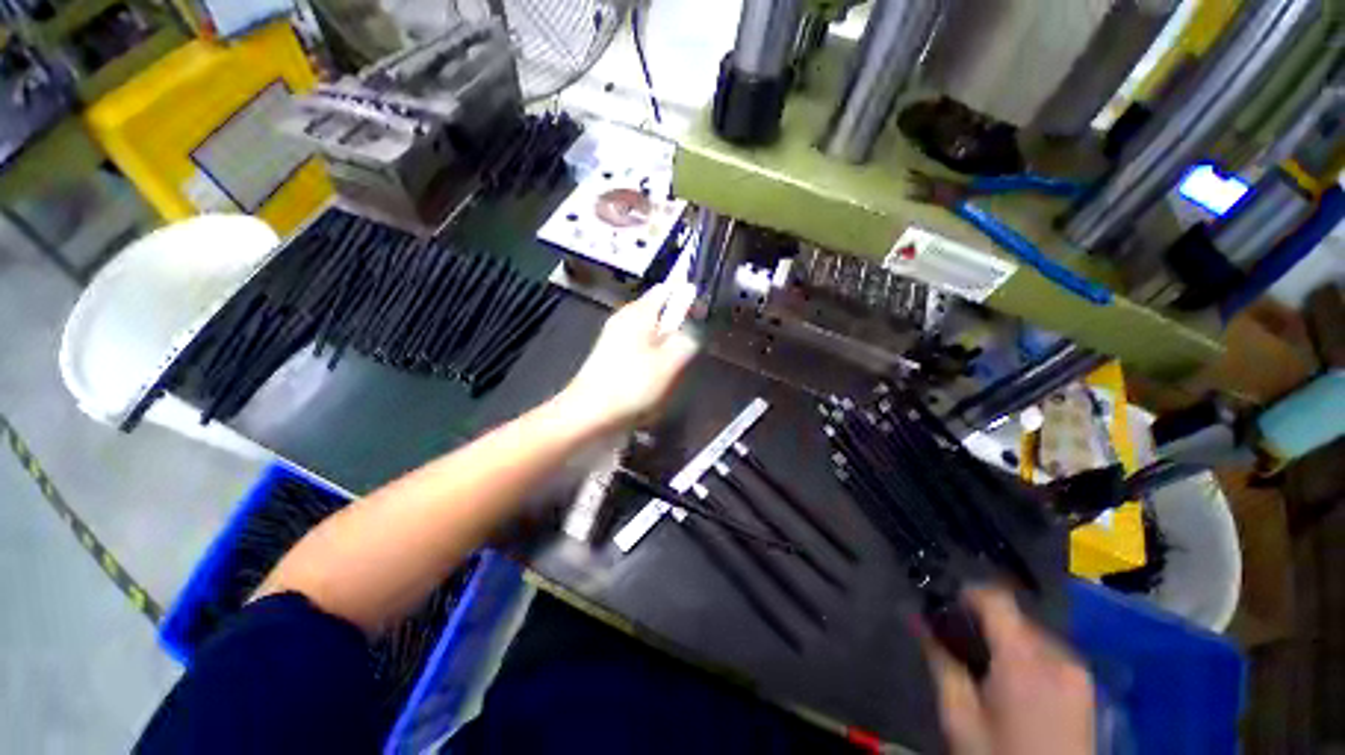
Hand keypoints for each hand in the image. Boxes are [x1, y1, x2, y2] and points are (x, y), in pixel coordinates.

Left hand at [553, 283, 699, 432]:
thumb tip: (697, 323)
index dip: (689, 299)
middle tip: (686, 352)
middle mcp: (624, 317)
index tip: (701, 321)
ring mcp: (614, 335)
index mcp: (638, 311)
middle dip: (677, 329)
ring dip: (665, 347)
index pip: (669, 289)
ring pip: (651, 332)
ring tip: (670, 370)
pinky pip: (639, 348)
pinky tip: (652, 379)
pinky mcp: (609, 354)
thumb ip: (689, 336)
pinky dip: (650, 358)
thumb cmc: (633, 385)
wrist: (589, 415)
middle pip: (660, 312)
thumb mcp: (672, 361)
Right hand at [922, 588, 1094, 754]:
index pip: (997, 598)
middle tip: (960, 648)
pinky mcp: (1087, 689)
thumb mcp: (959, 717)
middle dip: (984, 624)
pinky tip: (1014, 687)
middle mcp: (1058, 657)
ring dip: (1006, 640)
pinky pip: (1050, 653)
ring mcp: (1078, 673)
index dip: (968, 594)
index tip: (945, 608)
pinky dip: (1026, 657)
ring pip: (1032, 634)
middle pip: (1014, 616)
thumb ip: (939, 661)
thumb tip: (914, 617)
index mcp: (1025, 661)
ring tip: (986, 671)